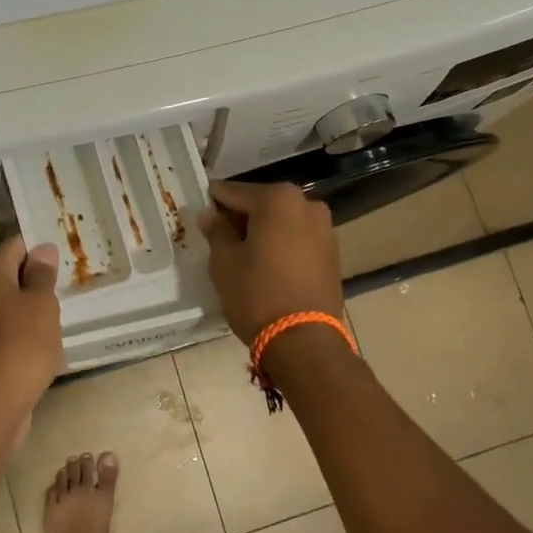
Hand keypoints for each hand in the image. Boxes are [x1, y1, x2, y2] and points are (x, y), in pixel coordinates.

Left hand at [0, 237, 63, 422]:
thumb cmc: (22, 343)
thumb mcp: (41, 303)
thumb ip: (42, 274)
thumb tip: (42, 249)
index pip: (16, 245)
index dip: (41, 246)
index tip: (68, 250)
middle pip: (11, 273)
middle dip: (39, 274)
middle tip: (73, 275)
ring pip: (11, 301)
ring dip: (34, 302)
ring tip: (66, 303)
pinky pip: (10, 326)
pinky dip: (27, 326)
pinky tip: (49, 333)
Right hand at [197, 182, 342, 344]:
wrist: (304, 340)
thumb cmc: (257, 294)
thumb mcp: (224, 262)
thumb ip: (216, 231)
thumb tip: (209, 214)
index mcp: (277, 199)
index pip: (234, 192)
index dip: (213, 202)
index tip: (200, 214)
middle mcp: (306, 204)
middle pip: (262, 204)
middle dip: (241, 217)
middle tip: (219, 237)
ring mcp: (324, 228)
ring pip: (282, 221)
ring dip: (263, 231)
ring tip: (243, 254)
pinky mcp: (332, 253)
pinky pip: (298, 238)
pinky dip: (281, 244)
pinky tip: (267, 264)